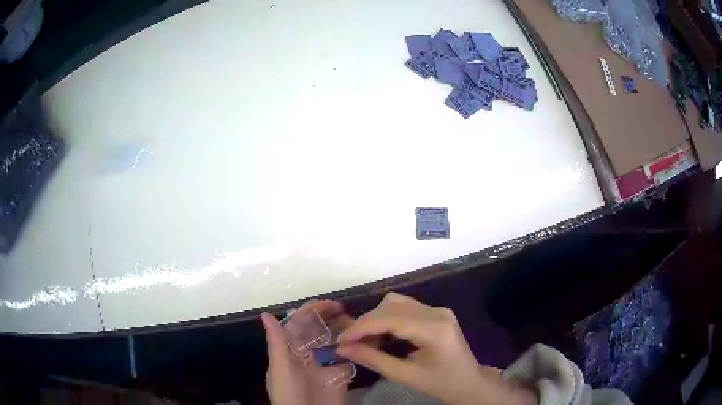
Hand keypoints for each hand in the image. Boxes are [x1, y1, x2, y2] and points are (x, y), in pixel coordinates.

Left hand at [262, 301, 352, 404]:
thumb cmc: (289, 394)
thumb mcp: (281, 369)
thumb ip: (277, 343)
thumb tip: (266, 314)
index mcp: (290, 351)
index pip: (300, 325)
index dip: (313, 312)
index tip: (331, 304)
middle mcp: (308, 356)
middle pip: (320, 332)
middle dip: (332, 319)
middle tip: (349, 311)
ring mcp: (325, 366)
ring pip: (335, 343)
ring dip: (346, 333)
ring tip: (360, 324)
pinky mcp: (340, 376)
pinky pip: (349, 360)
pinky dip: (357, 351)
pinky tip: (367, 342)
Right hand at [336, 293, 537, 404]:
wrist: (470, 383)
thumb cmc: (441, 384)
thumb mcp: (406, 376)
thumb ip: (373, 360)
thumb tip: (343, 349)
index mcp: (434, 329)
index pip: (390, 319)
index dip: (361, 327)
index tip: (340, 340)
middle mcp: (437, 312)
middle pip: (391, 305)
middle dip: (366, 322)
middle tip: (350, 343)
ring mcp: (439, 310)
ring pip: (396, 303)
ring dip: (376, 318)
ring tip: (365, 340)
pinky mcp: (437, 313)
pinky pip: (405, 308)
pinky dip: (387, 318)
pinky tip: (382, 335)